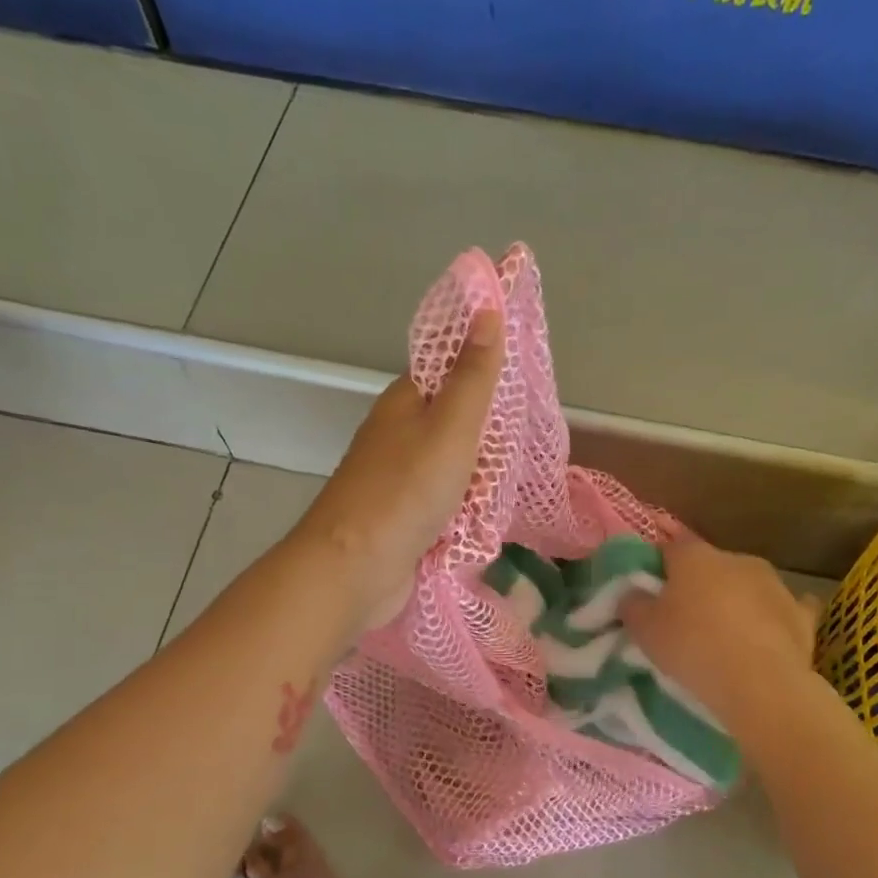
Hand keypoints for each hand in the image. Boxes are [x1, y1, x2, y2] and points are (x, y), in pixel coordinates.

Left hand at [293, 310, 503, 629]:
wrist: (354, 569)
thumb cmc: (405, 491)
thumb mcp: (451, 427)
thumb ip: (473, 375)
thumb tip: (486, 308)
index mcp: (406, 402)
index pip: (451, 370)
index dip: (486, 372)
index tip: (522, 388)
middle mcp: (400, 435)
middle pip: (458, 424)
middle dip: (491, 438)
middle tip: (520, 450)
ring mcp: (401, 480)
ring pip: (457, 468)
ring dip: (482, 480)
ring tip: (506, 489)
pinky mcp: (406, 518)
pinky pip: (448, 504)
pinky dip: (467, 512)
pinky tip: (485, 521)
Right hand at [622, 537, 819, 731]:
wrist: (759, 684)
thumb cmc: (692, 647)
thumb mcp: (643, 629)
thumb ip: (632, 603)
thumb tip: (632, 593)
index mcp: (695, 556)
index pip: (669, 547)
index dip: (657, 566)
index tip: (649, 590)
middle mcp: (737, 559)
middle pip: (710, 566)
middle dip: (698, 585)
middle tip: (684, 617)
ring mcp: (774, 584)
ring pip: (747, 585)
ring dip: (735, 601)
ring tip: (724, 634)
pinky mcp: (801, 614)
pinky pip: (783, 610)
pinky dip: (773, 618)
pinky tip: (768, 634)